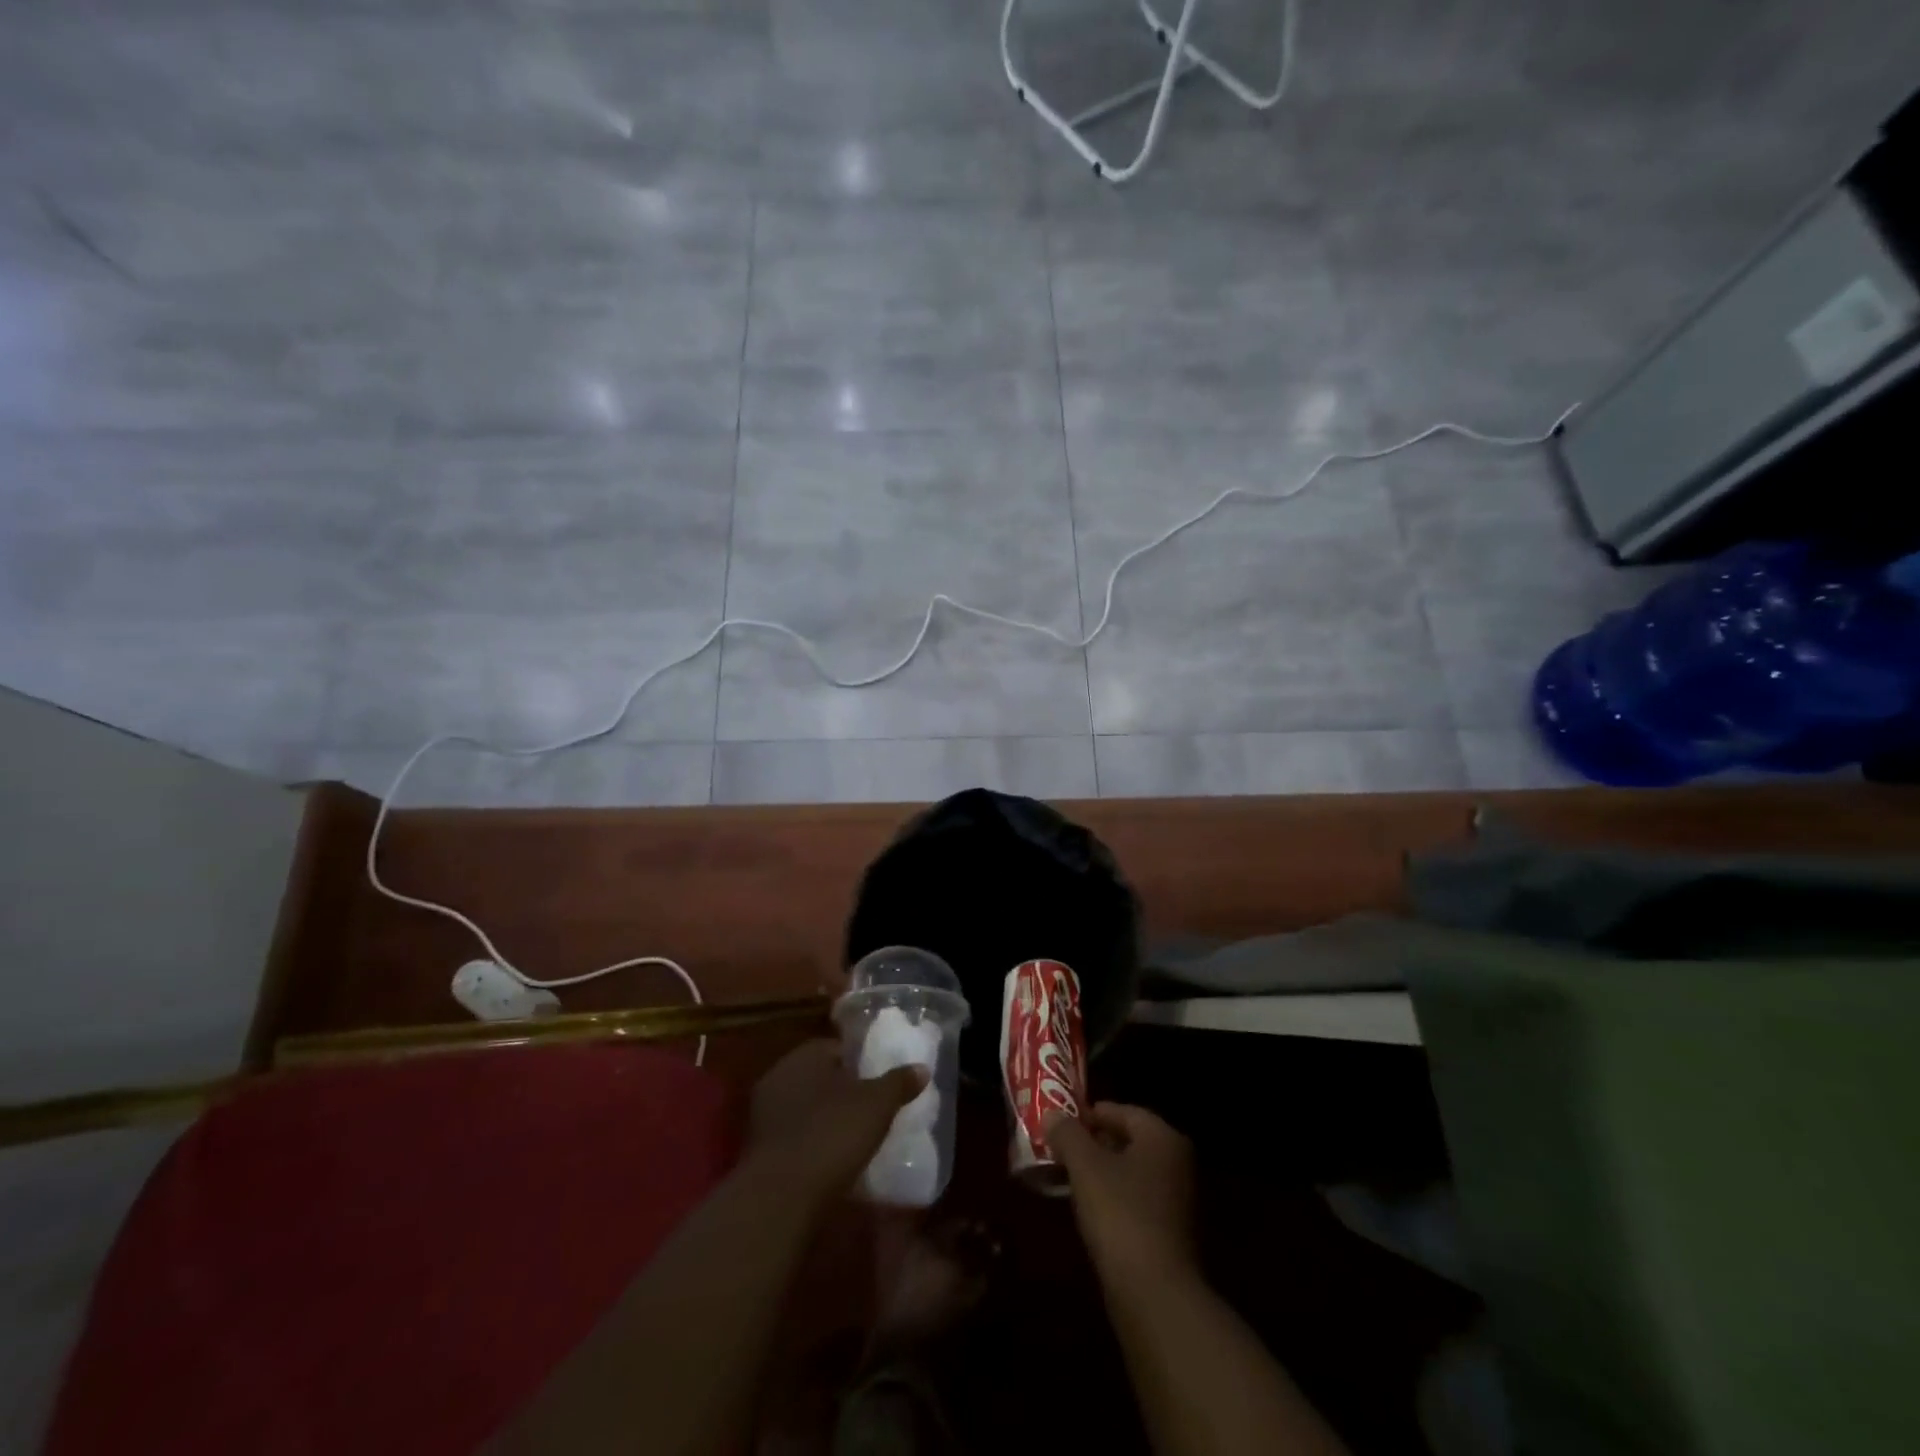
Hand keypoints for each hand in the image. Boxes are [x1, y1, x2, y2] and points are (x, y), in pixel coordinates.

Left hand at [747, 1040, 926, 1202]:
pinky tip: (833, 1161)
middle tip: (873, 1108)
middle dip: (844, 1091)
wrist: (780, 1197)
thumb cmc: (832, 1134)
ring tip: (857, 1137)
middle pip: (821, 1077)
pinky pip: (795, 1136)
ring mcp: (764, 1114)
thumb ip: (899, 1083)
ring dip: (827, 1119)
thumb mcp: (877, 1105)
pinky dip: (813, 1144)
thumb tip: (921, 1068)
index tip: (881, 1080)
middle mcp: (779, 1076)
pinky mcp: (759, 1150)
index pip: (837, 1048)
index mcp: (804, 1055)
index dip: (862, 1061)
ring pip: (806, 1108)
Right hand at [1046, 1103, 1196, 1281]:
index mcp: (1163, 1138)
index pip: (1122, 1111)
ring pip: (1130, 1172)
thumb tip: (1051, 1114)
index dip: (1089, 1113)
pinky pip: (1135, 1201)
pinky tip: (1087, 1210)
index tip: (1059, 1122)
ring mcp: (1177, 1200)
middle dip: (1093, 1142)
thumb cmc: (1121, 1214)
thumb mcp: (1085, 1166)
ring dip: (1100, 1172)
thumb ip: (1067, 1134)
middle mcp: (1176, 1163)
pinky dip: (1112, 1198)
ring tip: (1066, 1176)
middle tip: (1058, 1147)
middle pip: (1128, 1140)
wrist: (1155, 1294)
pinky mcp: (1170, 1233)